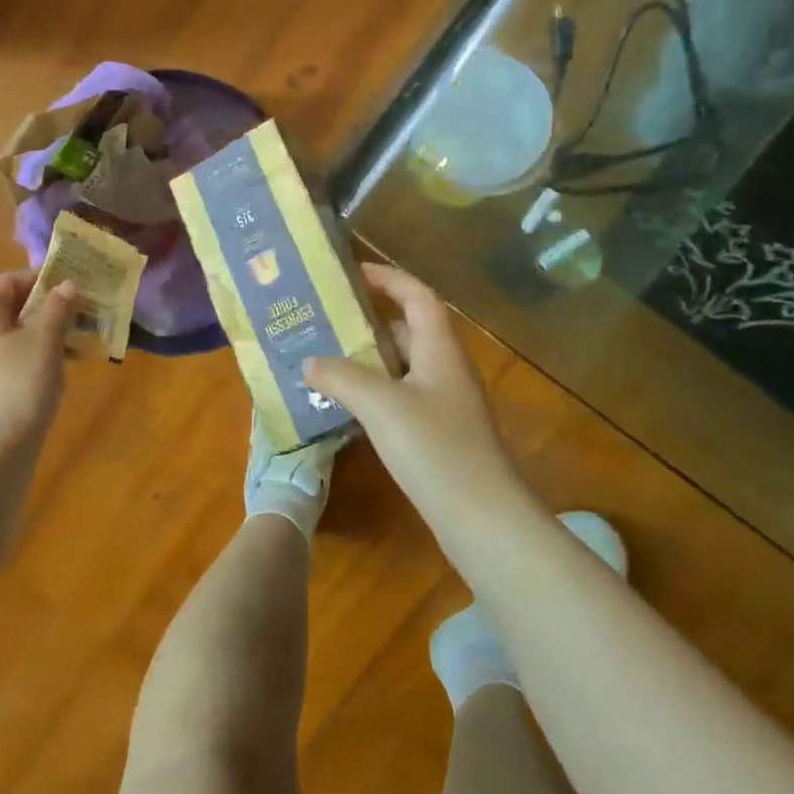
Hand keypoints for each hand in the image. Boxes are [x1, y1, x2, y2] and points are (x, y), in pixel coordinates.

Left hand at [0, 271, 79, 454]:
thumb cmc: (19, 386)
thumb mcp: (46, 341)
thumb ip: (58, 308)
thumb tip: (66, 285)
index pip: (5, 281)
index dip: (38, 279)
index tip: (70, 288)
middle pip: (3, 310)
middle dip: (41, 311)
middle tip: (75, 319)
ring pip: (2, 339)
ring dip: (35, 338)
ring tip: (69, 350)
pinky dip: (23, 362)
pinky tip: (48, 378)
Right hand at [303, 264, 527, 525]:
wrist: (484, 520)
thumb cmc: (435, 448)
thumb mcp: (381, 405)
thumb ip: (341, 376)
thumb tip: (308, 361)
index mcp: (439, 348)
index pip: (416, 295)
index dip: (387, 277)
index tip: (350, 273)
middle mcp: (445, 368)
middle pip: (406, 329)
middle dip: (366, 322)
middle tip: (323, 321)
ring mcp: (444, 403)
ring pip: (401, 367)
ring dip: (366, 361)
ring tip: (322, 360)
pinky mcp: (439, 434)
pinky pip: (401, 398)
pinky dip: (372, 394)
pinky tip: (343, 407)